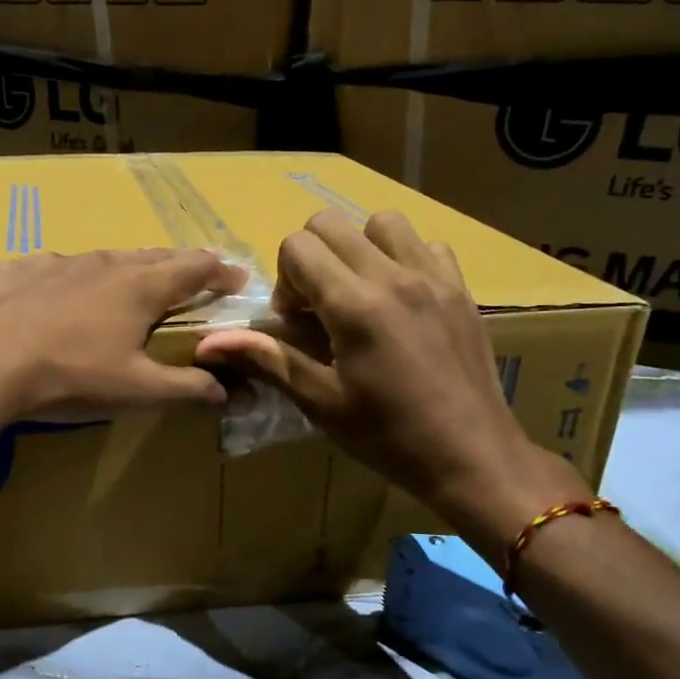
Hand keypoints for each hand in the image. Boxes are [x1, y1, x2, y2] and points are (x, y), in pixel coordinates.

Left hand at [0, 248, 245, 423]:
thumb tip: (230, 392)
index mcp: (140, 287)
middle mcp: (103, 264)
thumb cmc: (70, 376)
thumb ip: (188, 388)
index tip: (237, 278)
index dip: (221, 272)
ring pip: (103, 259)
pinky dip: (70, 279)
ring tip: (129, 282)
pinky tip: (58, 296)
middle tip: (192, 275)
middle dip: (179, 264)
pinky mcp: (15, 269)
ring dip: (125, 268)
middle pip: (153, 256)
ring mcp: (56, 262)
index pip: (195, 268)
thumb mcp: (137, 391)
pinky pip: (53, 269)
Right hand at [194, 210, 582, 556]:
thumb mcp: (321, 401)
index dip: (285, 281)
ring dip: (358, 248)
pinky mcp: (460, 289)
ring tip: (360, 294)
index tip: (296, 322)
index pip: (298, 246)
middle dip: (312, 258)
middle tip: (320, 307)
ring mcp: (433, 278)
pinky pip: (426, 245)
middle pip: (331, 223)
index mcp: (354, 305)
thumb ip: (268, 359)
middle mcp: (393, 277)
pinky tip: (401, 300)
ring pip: (382, 223)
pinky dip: (405, 259)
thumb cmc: (387, 436)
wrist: (470, 455)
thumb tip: (209, 344)